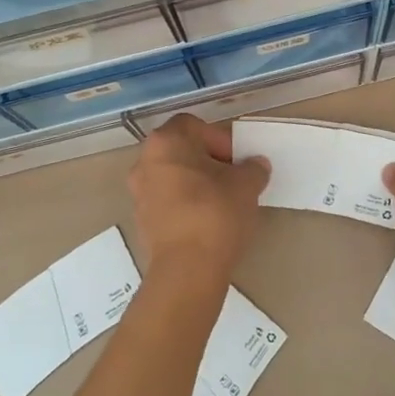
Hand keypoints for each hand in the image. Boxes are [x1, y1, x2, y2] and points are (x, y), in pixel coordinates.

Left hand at [127, 115, 269, 293]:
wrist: (187, 270)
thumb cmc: (216, 213)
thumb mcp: (246, 185)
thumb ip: (253, 168)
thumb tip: (255, 165)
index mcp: (166, 142)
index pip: (194, 125)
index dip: (219, 138)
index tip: (236, 160)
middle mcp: (145, 162)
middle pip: (181, 150)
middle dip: (208, 161)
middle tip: (233, 179)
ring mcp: (139, 193)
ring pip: (173, 177)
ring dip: (196, 183)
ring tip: (223, 202)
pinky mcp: (141, 221)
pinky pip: (167, 202)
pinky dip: (185, 205)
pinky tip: (207, 222)